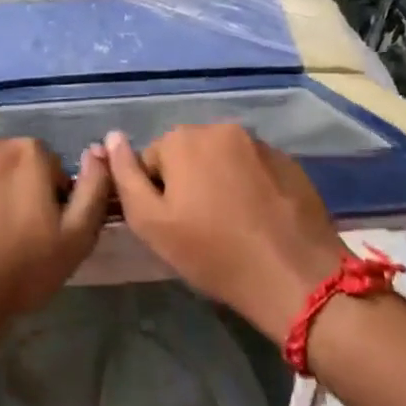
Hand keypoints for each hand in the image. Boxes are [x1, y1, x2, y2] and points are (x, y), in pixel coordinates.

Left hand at [0, 137, 111, 363]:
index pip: (51, 168)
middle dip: (17, 192)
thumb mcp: (75, 240)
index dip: (51, 201)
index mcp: (27, 153)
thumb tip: (99, 152)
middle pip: (13, 166)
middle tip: (12, 238)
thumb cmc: (16, 272)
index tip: (42, 233)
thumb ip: (94, 189)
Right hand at [104, 124, 348, 342]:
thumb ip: (124, 177)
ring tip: (231, 225)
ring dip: (219, 183)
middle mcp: (221, 128)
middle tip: (199, 228)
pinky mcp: (290, 163)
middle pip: (188, 155)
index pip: (151, 160)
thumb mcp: (151, 223)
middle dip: (187, 183)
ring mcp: (260, 144)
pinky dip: (249, 187)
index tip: (172, 226)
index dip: (155, 195)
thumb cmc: (213, 253)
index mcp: (183, 139)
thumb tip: (111, 138)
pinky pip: (254, 169)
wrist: (295, 277)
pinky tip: (258, 220)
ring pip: (222, 161)